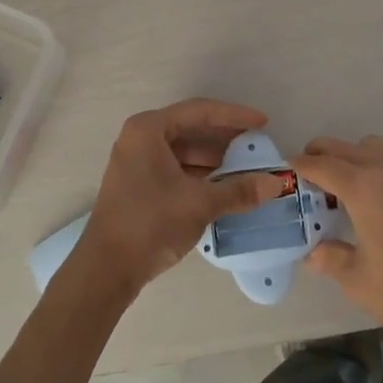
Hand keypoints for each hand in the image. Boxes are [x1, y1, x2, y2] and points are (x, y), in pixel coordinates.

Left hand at [70, 99, 285, 302]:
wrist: (106, 271)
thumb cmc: (150, 224)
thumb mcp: (200, 204)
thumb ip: (239, 190)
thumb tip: (277, 183)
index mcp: (149, 129)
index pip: (200, 112)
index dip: (235, 116)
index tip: (263, 122)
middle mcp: (140, 137)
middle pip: (192, 128)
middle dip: (226, 138)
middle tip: (257, 144)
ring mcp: (137, 161)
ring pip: (184, 150)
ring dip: (214, 159)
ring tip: (246, 168)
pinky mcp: (139, 183)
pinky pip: (176, 167)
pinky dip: (200, 173)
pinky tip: (224, 186)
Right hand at [291, 134, 382, 365]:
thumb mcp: (359, 281)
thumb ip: (331, 258)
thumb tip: (313, 251)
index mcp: (365, 189)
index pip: (324, 164)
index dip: (303, 164)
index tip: (290, 166)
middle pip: (350, 147)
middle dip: (328, 154)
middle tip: (316, 174)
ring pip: (381, 150)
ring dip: (360, 159)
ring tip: (355, 189)